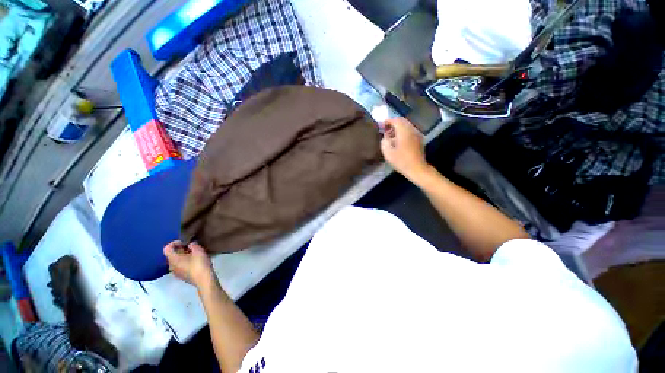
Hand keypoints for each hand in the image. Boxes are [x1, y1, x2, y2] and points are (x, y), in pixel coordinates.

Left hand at [163, 241, 214, 287]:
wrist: (204, 279)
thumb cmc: (200, 264)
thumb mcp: (199, 250)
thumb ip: (193, 245)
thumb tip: (190, 244)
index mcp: (173, 259)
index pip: (167, 248)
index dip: (175, 243)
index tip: (185, 242)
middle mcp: (171, 266)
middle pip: (171, 254)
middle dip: (180, 249)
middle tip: (192, 247)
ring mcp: (175, 272)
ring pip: (176, 260)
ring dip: (183, 255)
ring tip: (194, 254)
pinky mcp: (181, 276)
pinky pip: (180, 266)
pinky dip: (185, 261)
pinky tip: (195, 261)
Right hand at [380, 117, 428, 180]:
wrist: (417, 168)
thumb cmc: (401, 161)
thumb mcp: (388, 152)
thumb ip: (384, 141)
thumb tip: (385, 137)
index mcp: (404, 131)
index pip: (395, 120)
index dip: (387, 121)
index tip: (381, 126)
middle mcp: (412, 130)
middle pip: (402, 121)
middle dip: (393, 124)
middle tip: (385, 131)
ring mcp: (417, 134)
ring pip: (406, 126)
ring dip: (398, 128)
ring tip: (391, 136)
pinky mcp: (419, 140)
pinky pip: (410, 131)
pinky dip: (403, 132)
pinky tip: (398, 141)